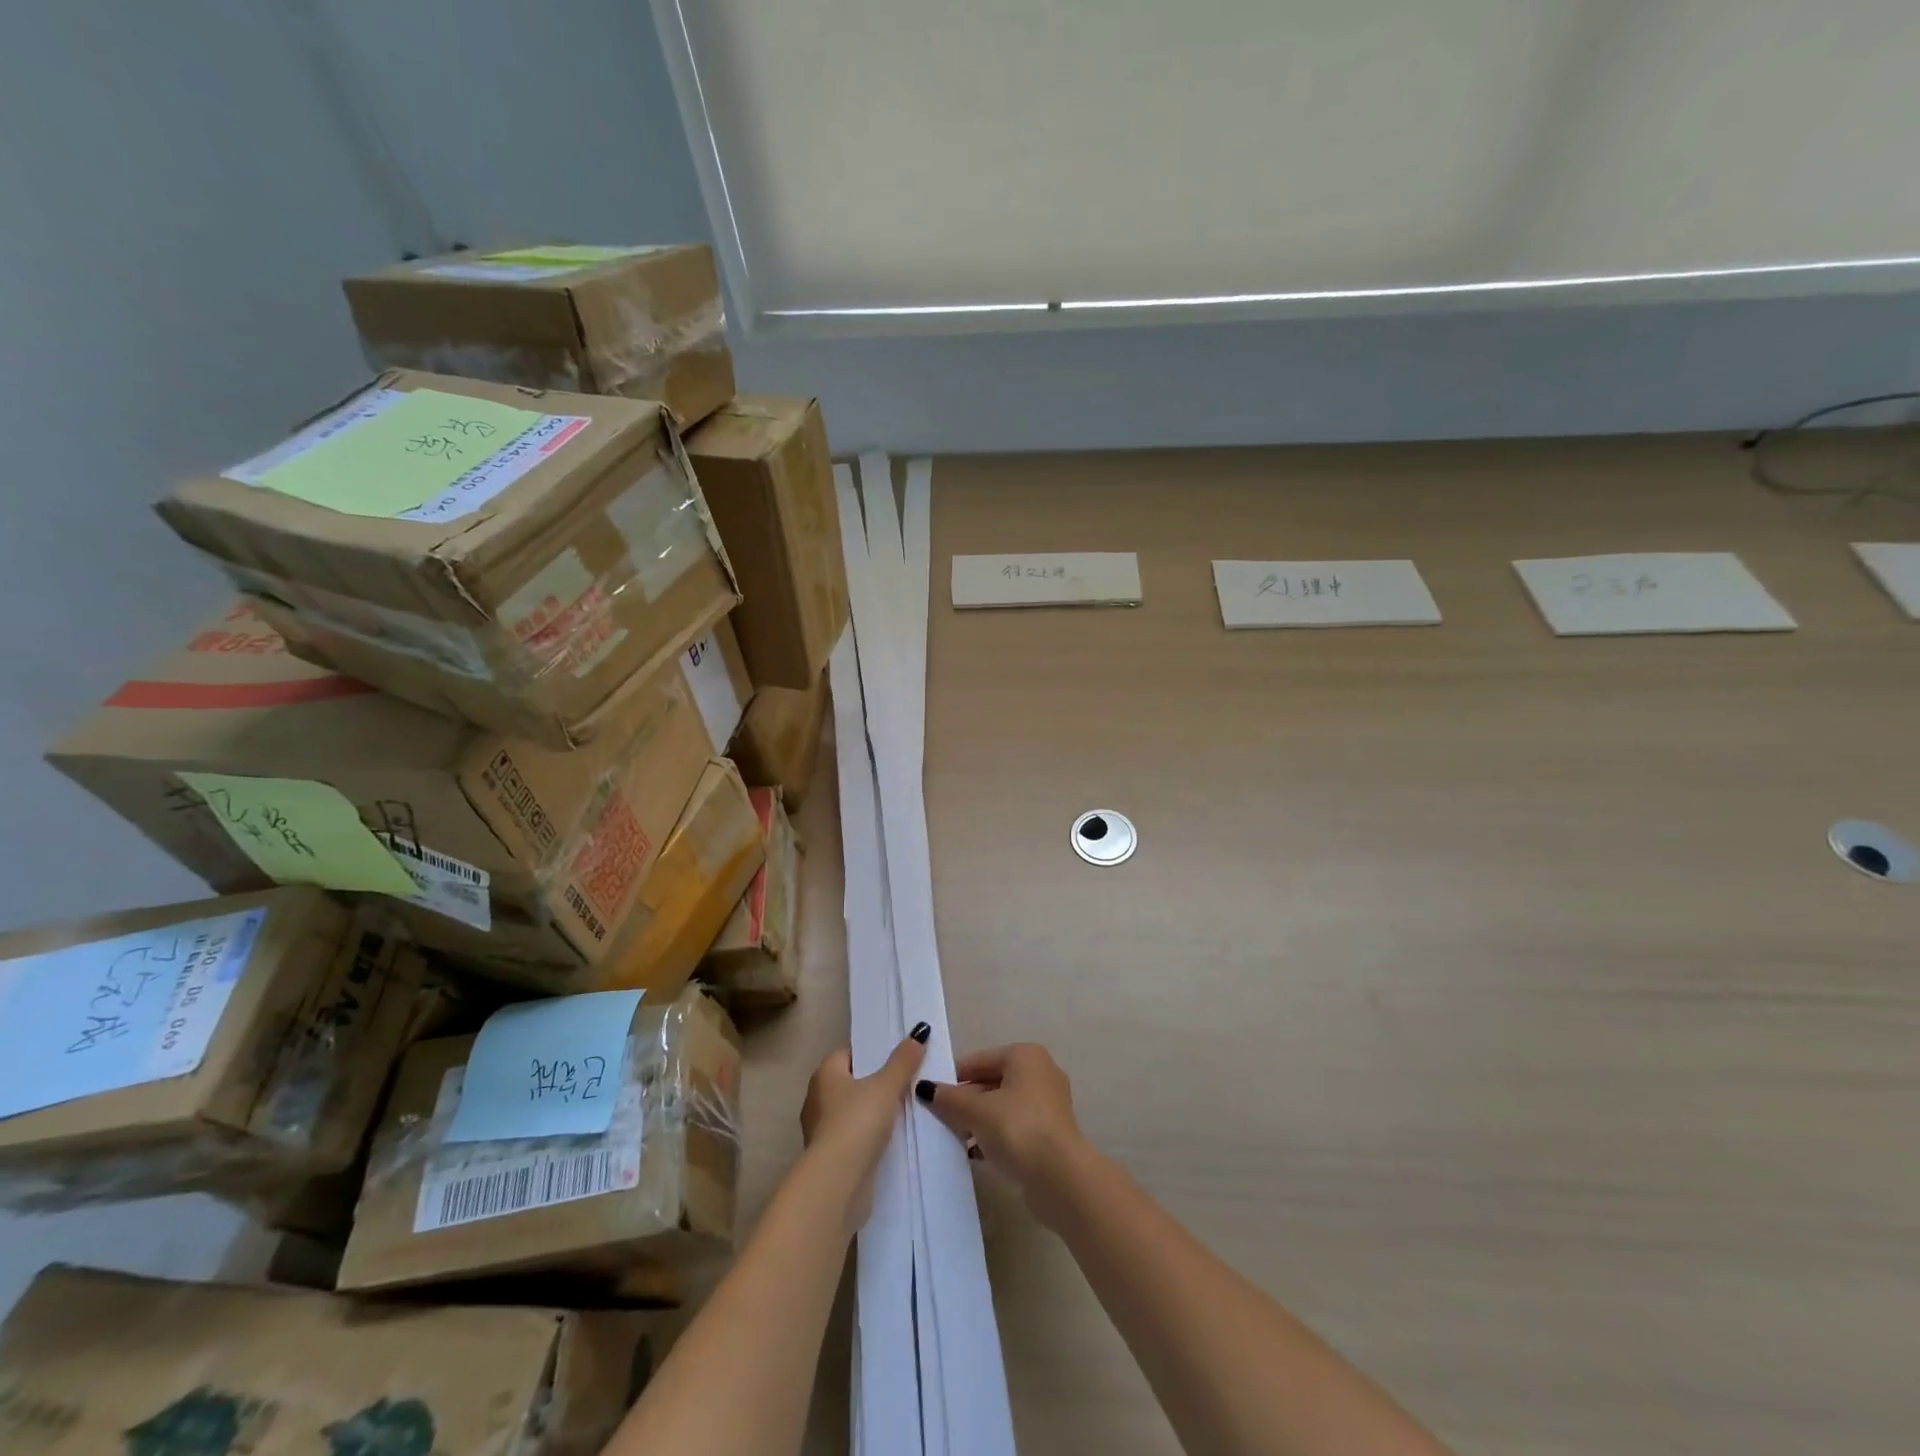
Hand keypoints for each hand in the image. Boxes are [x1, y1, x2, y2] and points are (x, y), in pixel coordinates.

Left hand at [799, 1025, 928, 1230]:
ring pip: (854, 1111)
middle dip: (877, 1083)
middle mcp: (817, 1098)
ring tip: (906, 1111)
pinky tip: (892, 1139)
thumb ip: (903, 1060)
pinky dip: (870, 1136)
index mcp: (825, 1074)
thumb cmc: (857, 1122)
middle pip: (853, 1083)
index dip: (872, 1054)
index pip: (849, 1053)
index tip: (898, 1058)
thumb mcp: (886, 1085)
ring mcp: (821, 1130)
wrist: (838, 1181)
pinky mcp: (830, 1158)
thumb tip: (919, 1031)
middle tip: (908, 1082)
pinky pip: (855, 1137)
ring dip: (874, 1113)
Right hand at [913, 1044, 1088, 1223]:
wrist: (1061, 1178)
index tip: (930, 1095)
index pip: (979, 1060)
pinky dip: (994, 1135)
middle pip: (991, 1081)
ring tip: (954, 1138)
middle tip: (939, 1118)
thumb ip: (950, 1099)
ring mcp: (1048, 1104)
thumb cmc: (1018, 1129)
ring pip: (1002, 1106)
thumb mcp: (977, 1111)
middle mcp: (1040, 1072)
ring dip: (978, 1120)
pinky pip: (1014, 1126)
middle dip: (965, 1100)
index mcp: (1025, 1056)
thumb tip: (925, 1088)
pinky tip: (974, 1153)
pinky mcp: (1050, 1133)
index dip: (953, 1077)